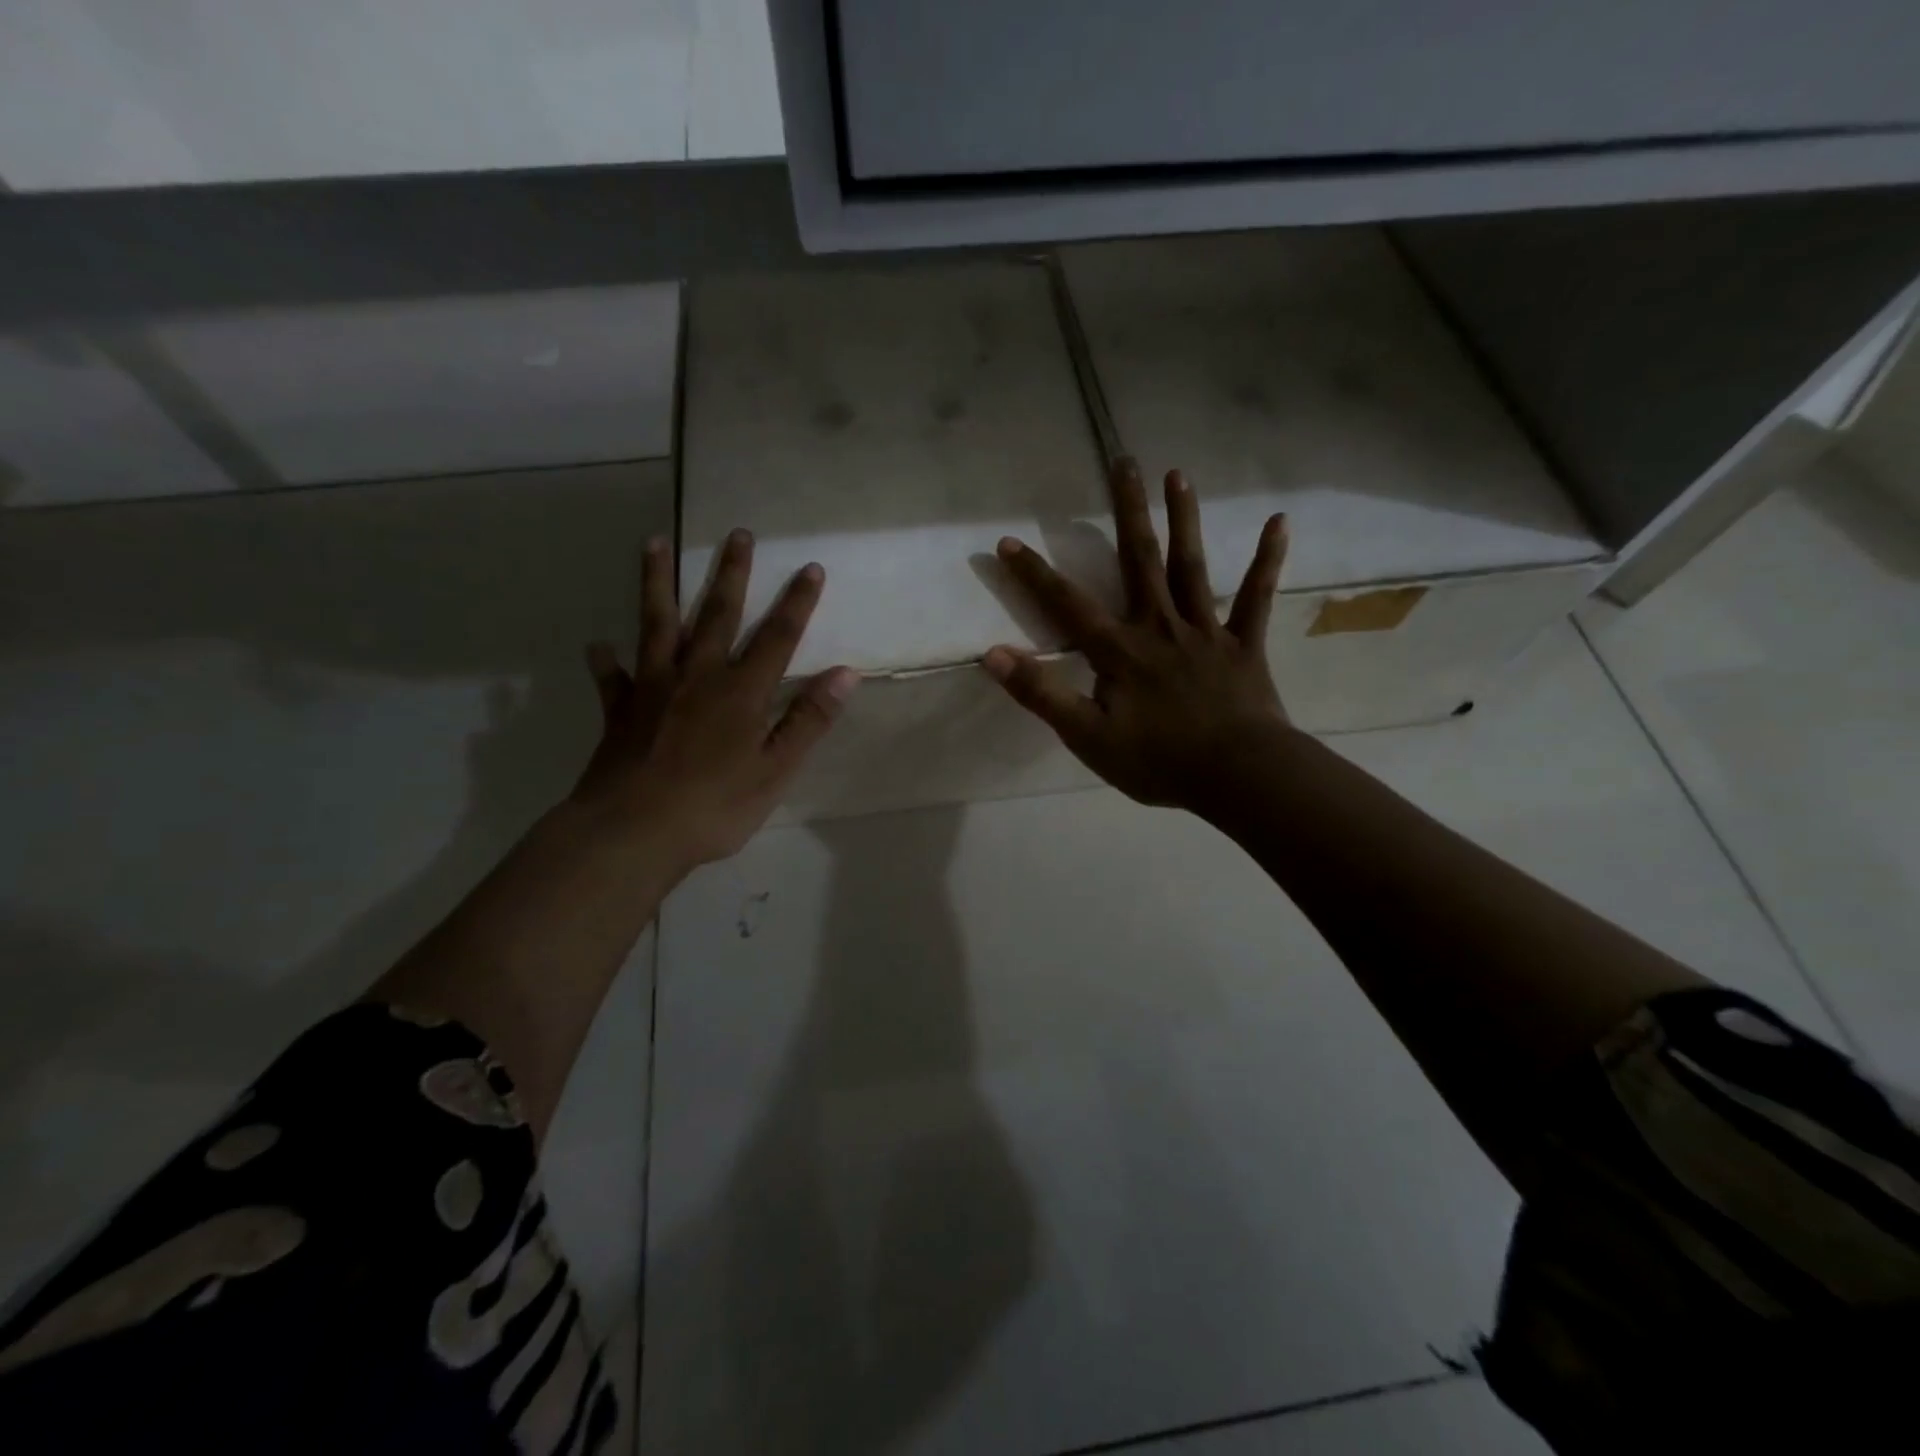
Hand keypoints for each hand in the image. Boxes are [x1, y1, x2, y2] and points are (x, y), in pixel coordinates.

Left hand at [573, 531, 857, 871]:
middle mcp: (697, 676)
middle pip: (717, 614)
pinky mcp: (620, 710)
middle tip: (737, 534)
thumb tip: (845, 673)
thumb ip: (808, 720)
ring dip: (657, 583)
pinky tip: (599, 646)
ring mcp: (653, 688)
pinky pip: (612, 678)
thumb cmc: (714, 807)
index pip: (777, 637)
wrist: (632, 832)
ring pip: (657, 624)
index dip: (797, 603)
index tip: (810, 567)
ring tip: (653, 543)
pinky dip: (606, 661)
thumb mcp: (775, 770)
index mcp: (741, 692)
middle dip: (731, 574)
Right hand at [984, 459, 1291, 814]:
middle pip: (1139, 560)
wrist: (1238, 776)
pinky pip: (1256, 596)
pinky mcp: (1243, 644)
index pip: (1068, 605)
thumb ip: (1041, 694)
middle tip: (1123, 461)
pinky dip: (1267, 560)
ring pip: (1191, 566)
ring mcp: (1206, 631)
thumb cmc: (1158, 761)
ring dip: (1184, 519)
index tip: (1009, 540)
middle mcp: (1160, 626)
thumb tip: (992, 655)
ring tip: (1178, 475)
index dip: (1035, 574)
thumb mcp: (1087, 736)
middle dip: (1127, 510)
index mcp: (1120, 650)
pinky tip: (1278, 521)